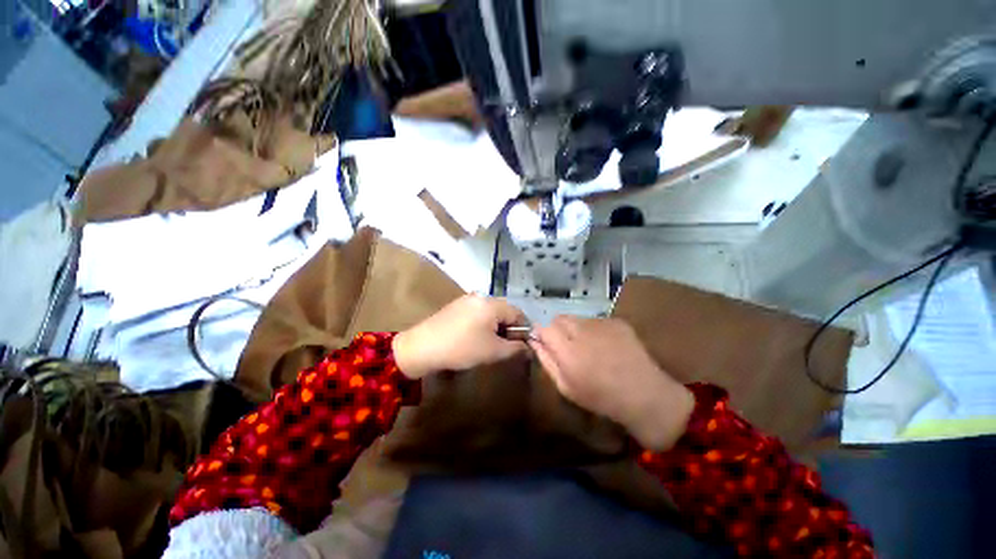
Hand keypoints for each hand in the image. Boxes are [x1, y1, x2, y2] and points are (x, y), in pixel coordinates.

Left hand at [393, 294, 528, 378]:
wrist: (422, 347)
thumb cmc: (462, 348)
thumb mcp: (493, 351)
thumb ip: (516, 348)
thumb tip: (528, 348)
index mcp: (492, 304)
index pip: (518, 313)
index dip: (524, 331)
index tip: (522, 346)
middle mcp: (481, 296)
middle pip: (504, 311)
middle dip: (509, 329)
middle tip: (506, 347)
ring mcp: (467, 299)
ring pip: (491, 312)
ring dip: (496, 327)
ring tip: (491, 344)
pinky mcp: (457, 305)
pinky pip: (478, 312)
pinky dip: (483, 324)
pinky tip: (476, 337)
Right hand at [530, 316, 694, 450]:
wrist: (645, 395)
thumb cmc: (601, 397)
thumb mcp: (566, 387)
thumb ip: (547, 361)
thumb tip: (534, 341)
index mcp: (568, 351)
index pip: (544, 328)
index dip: (542, 334)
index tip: (546, 343)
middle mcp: (582, 332)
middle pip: (559, 318)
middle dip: (557, 329)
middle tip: (567, 346)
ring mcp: (601, 324)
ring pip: (576, 318)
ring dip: (575, 329)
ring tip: (588, 347)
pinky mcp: (616, 321)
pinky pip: (595, 320)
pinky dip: (593, 329)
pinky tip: (605, 345)